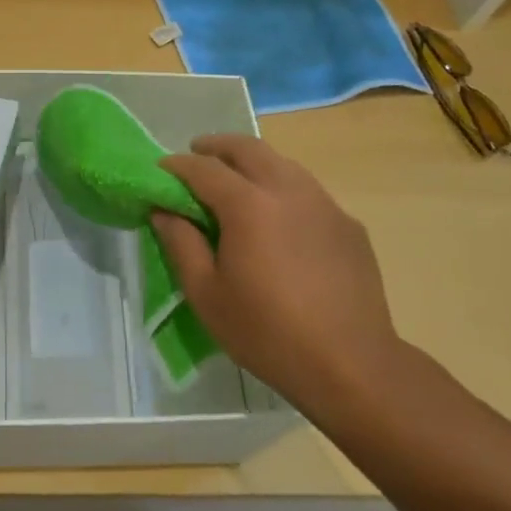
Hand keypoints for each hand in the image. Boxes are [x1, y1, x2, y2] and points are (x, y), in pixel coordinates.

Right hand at [152, 135, 400, 428]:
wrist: (351, 364)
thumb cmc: (267, 332)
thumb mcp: (206, 293)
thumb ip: (181, 244)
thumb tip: (163, 211)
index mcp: (249, 205)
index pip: (204, 168)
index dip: (176, 166)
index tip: (160, 171)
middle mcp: (289, 190)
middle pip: (248, 148)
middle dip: (216, 147)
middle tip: (196, 155)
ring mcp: (325, 204)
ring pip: (282, 164)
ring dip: (252, 163)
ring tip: (234, 181)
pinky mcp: (348, 224)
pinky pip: (308, 192)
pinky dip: (282, 189)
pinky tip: (277, 220)